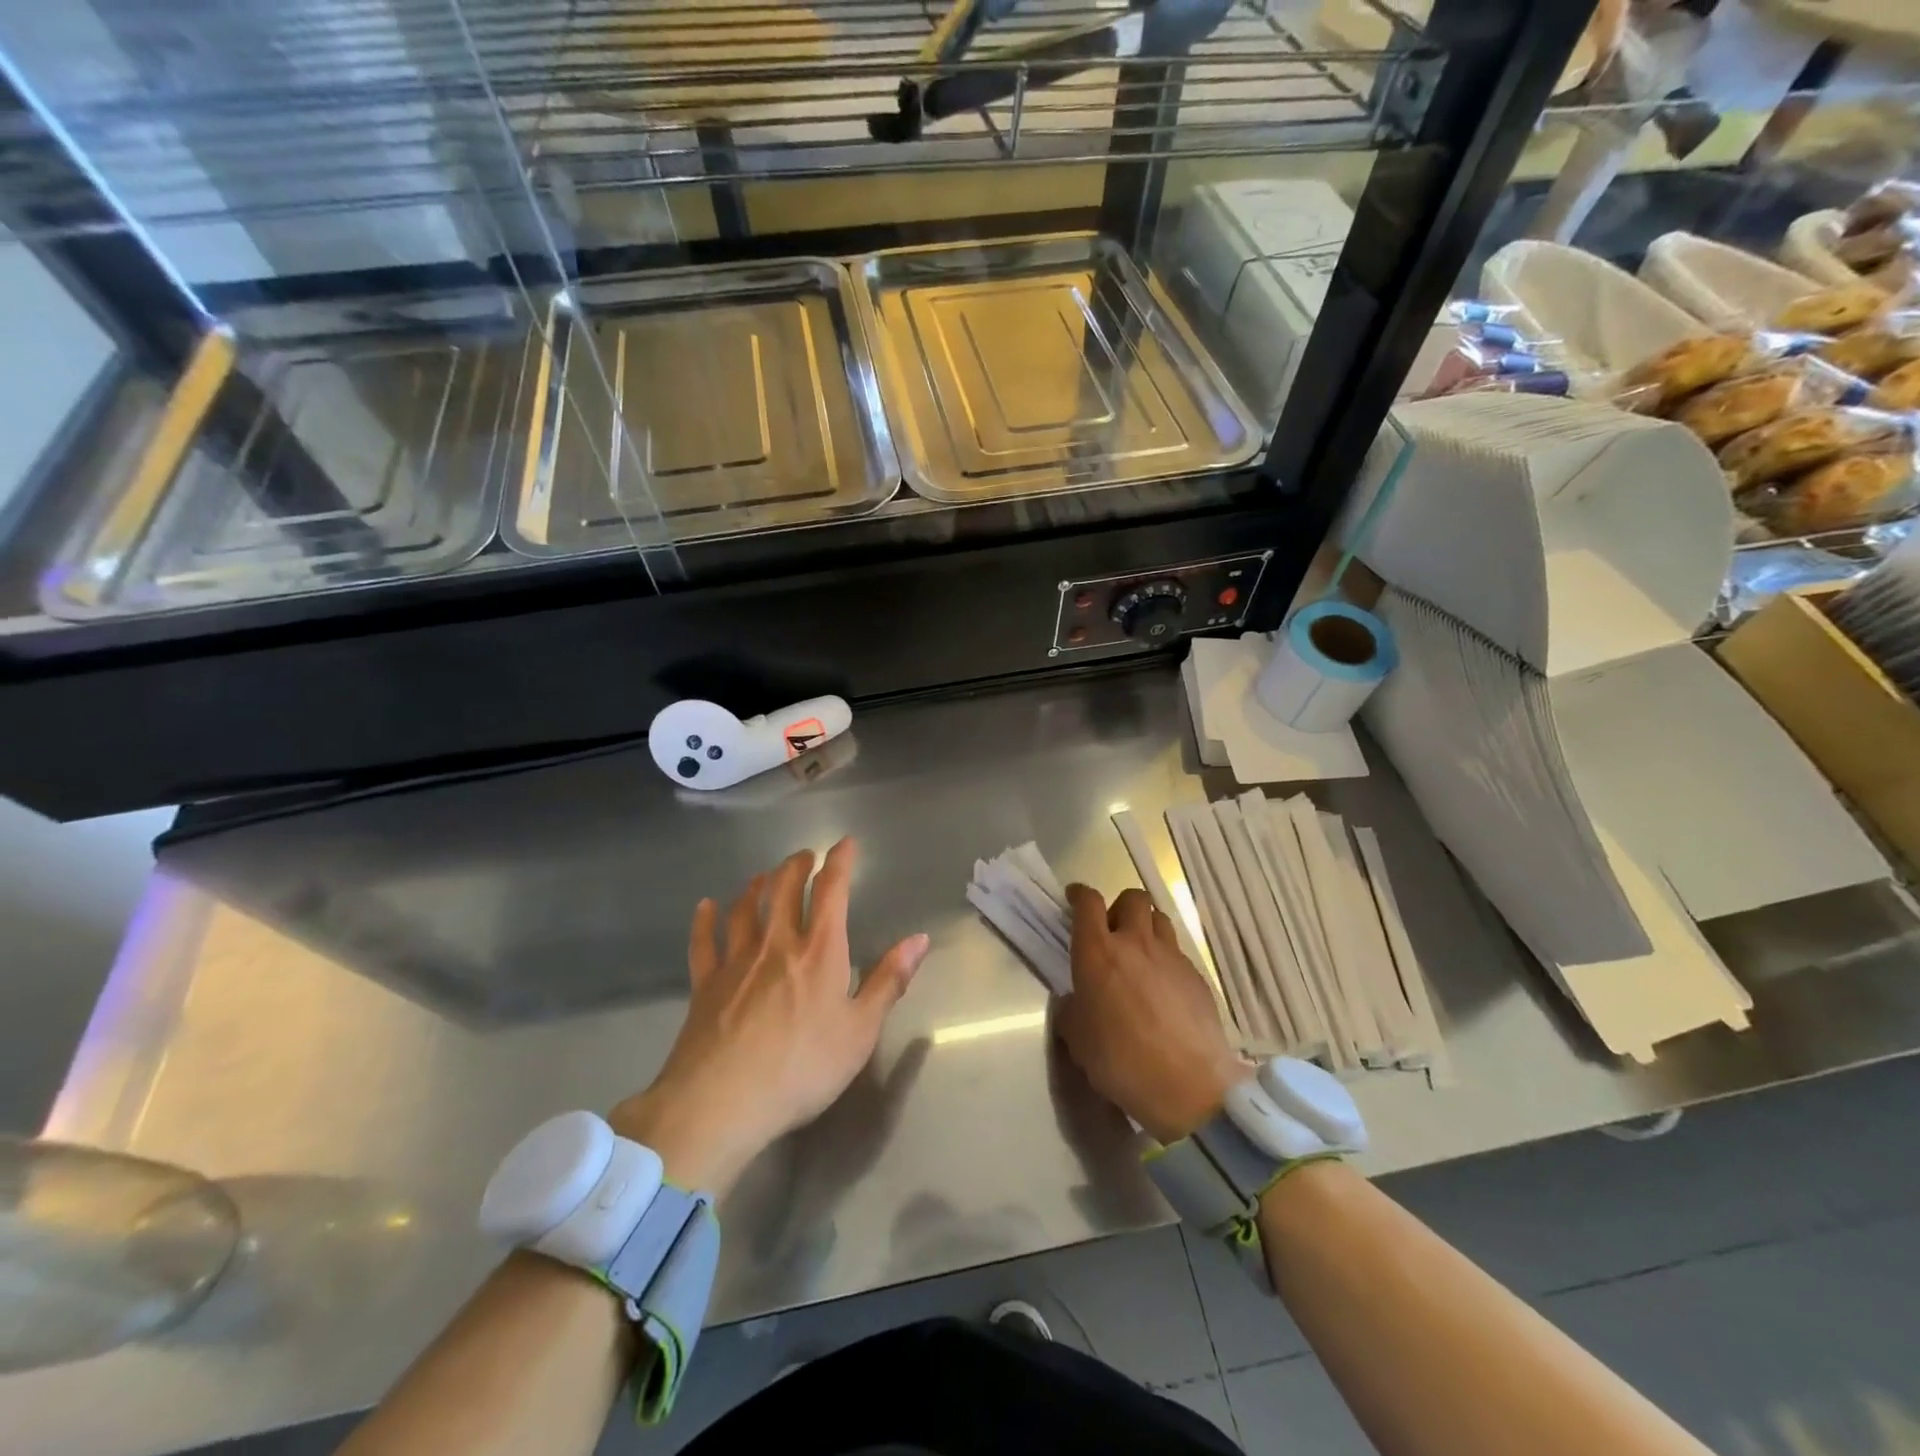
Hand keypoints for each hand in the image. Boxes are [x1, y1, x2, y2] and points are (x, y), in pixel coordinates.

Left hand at [610, 839, 930, 1197]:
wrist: (722, 1102)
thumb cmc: (803, 1068)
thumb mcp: (861, 1030)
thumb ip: (889, 980)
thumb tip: (920, 939)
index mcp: (820, 952)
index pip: (831, 891)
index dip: (840, 862)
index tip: (845, 843)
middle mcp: (777, 944)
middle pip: (784, 889)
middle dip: (796, 866)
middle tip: (804, 856)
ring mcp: (736, 961)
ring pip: (745, 909)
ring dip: (757, 886)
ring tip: (764, 876)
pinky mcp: (705, 984)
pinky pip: (703, 942)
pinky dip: (704, 920)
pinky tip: (705, 906)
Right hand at [1056, 885, 1246, 1145]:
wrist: (1188, 1086)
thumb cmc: (1121, 1061)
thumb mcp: (1078, 1039)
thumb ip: (1073, 1009)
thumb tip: (1077, 1000)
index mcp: (1097, 952)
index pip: (1088, 903)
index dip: (1079, 895)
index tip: (1074, 899)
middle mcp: (1135, 943)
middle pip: (1132, 898)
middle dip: (1119, 907)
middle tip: (1112, 931)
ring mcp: (1171, 957)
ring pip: (1159, 919)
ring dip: (1146, 927)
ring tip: (1140, 953)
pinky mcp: (1197, 976)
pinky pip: (1178, 952)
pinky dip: (1166, 959)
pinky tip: (1164, 988)